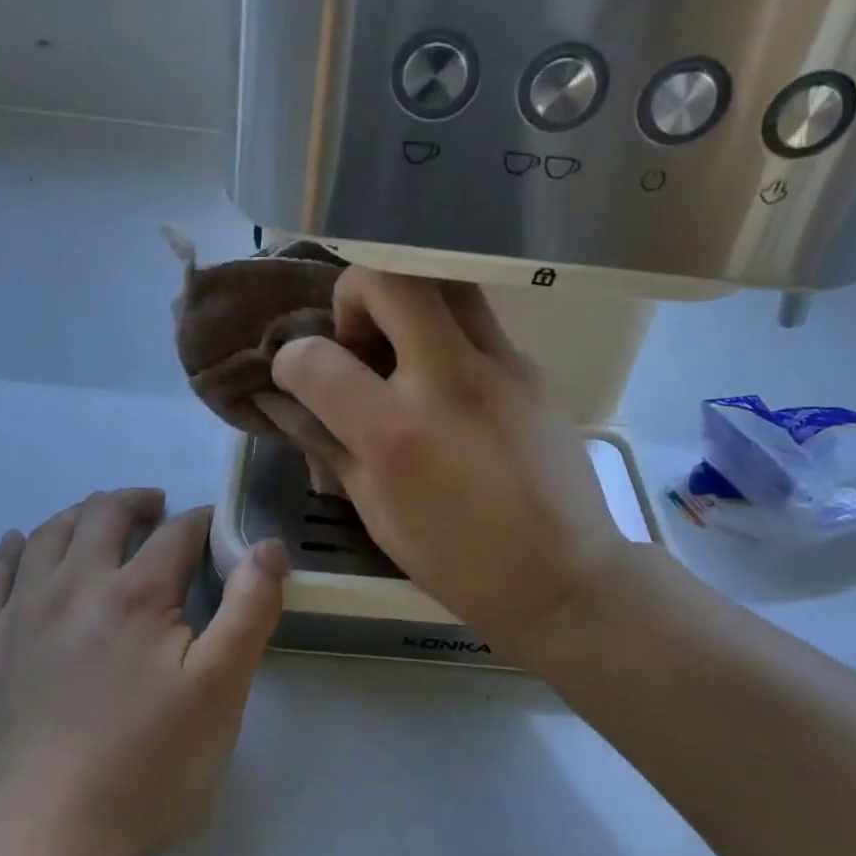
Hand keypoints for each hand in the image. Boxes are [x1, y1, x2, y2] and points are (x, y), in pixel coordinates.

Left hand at [0, 489, 285, 855]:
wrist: (27, 850)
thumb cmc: (140, 773)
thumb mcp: (219, 695)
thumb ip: (249, 611)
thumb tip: (268, 546)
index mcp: (139, 594)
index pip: (178, 531)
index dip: (202, 521)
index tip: (214, 527)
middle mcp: (75, 585)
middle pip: (105, 515)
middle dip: (138, 502)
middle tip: (156, 507)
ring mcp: (18, 614)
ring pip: (48, 534)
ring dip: (79, 514)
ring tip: (98, 517)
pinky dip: (10, 550)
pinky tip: (18, 545)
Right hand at [270, 269, 629, 657]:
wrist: (565, 576)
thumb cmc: (460, 561)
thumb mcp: (377, 513)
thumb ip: (330, 447)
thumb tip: (294, 404)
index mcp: (396, 433)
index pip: (315, 358)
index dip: (290, 360)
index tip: (298, 375)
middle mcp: (448, 381)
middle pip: (388, 280)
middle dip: (353, 293)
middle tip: (358, 339)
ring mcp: (501, 366)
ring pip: (444, 283)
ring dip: (406, 300)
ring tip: (402, 348)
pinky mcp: (532, 367)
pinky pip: (478, 321)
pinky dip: (446, 333)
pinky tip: (449, 383)